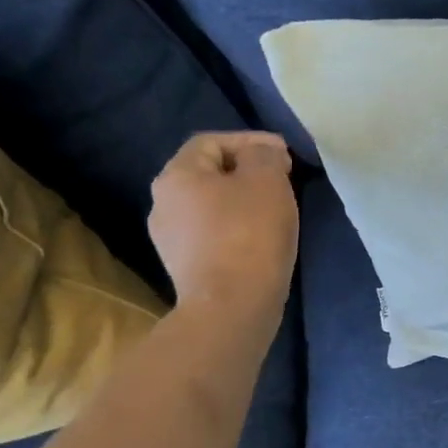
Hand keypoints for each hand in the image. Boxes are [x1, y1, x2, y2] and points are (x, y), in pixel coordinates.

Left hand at [148, 132, 298, 309]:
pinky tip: (260, 239)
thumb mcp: (267, 180)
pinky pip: (213, 234)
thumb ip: (264, 155)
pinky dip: (237, 228)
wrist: (231, 306)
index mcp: (176, 176)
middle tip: (282, 180)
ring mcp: (169, 239)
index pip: (211, 142)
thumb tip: (262, 153)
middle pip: (208, 174)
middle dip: (246, 171)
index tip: (285, 154)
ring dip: (242, 201)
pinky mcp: (185, 267)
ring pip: (211, 205)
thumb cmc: (249, 233)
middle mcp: (162, 203)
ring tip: (275, 210)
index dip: (250, 140)